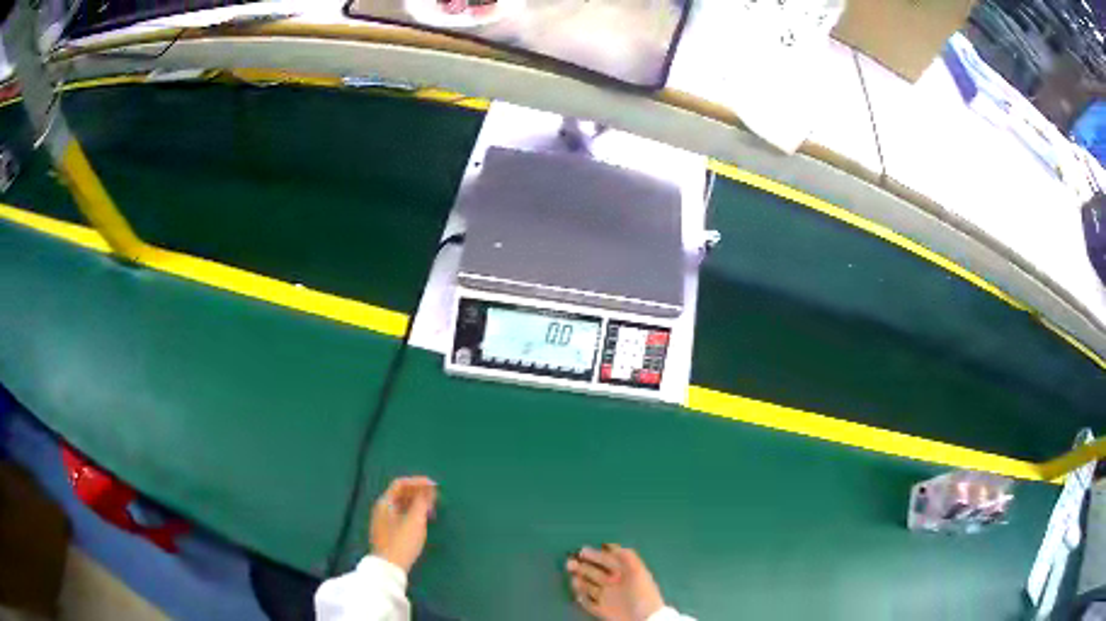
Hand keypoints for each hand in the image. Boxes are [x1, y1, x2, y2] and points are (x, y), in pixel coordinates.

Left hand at [369, 476, 437, 572]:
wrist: (389, 567)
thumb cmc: (402, 542)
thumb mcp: (415, 521)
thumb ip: (422, 502)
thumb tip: (428, 489)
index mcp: (385, 503)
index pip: (400, 484)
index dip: (418, 482)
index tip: (434, 486)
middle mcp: (381, 508)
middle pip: (400, 494)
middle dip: (418, 492)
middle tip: (435, 496)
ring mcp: (383, 520)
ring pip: (401, 505)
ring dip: (416, 503)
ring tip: (431, 508)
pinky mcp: (387, 531)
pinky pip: (401, 514)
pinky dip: (412, 512)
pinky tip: (422, 520)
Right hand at [566, 544, 665, 620]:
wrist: (645, 619)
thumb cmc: (642, 593)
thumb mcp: (639, 571)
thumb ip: (627, 556)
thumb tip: (610, 545)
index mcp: (624, 573)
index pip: (607, 561)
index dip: (595, 555)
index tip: (582, 551)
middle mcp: (614, 584)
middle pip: (595, 573)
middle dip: (582, 567)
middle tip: (570, 562)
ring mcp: (607, 598)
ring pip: (589, 587)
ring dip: (580, 581)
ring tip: (573, 577)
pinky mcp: (602, 610)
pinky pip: (588, 603)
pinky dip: (581, 598)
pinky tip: (577, 594)